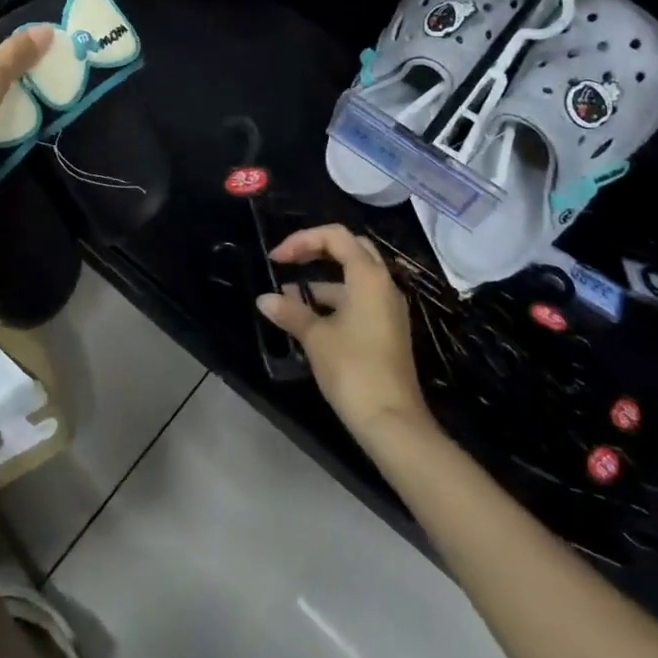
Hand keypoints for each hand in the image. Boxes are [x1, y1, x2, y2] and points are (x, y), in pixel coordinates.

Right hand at [258, 225, 425, 435]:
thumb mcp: (316, 338)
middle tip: (288, 261)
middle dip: (316, 250)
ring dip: (322, 279)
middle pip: (350, 248)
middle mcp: (383, 285)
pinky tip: (309, 318)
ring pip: (354, 276)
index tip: (277, 259)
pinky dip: (333, 300)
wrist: (392, 422)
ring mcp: (388, 308)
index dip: (302, 240)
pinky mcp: (387, 329)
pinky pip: (359, 299)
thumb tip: (265, 299)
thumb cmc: (353, 369)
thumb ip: (290, 312)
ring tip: (289, 296)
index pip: (335, 236)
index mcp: (368, 277)